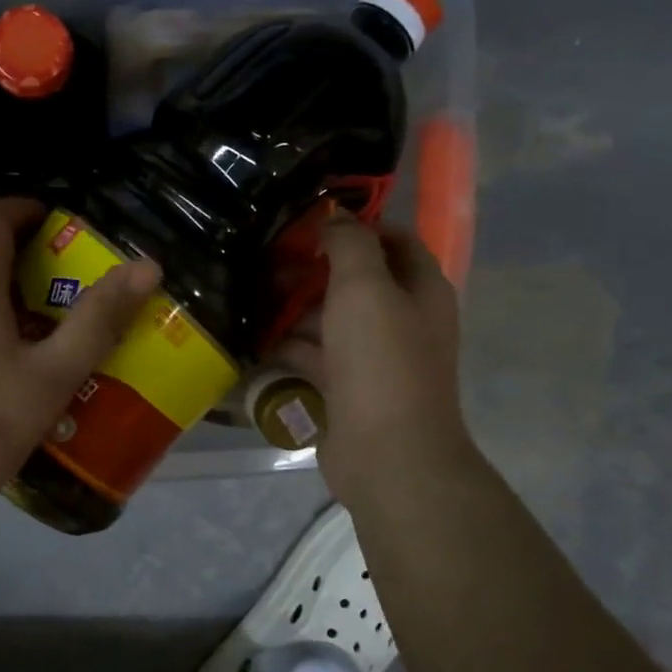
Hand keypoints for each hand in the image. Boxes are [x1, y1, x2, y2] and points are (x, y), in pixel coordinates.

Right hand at [276, 215, 478, 510]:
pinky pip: (316, 356)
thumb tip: (336, 216)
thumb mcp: (365, 288)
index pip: (396, 241)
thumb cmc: (381, 362)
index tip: (312, 220)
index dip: (359, 226)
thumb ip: (351, 245)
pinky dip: (289, 347)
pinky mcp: (348, 388)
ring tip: (250, 294)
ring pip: (332, 320)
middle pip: (358, 281)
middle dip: (315, 268)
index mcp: (421, 290)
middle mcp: (403, 320)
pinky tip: (253, 338)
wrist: (388, 454)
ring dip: (296, 308)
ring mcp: (375, 358)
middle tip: (268, 258)